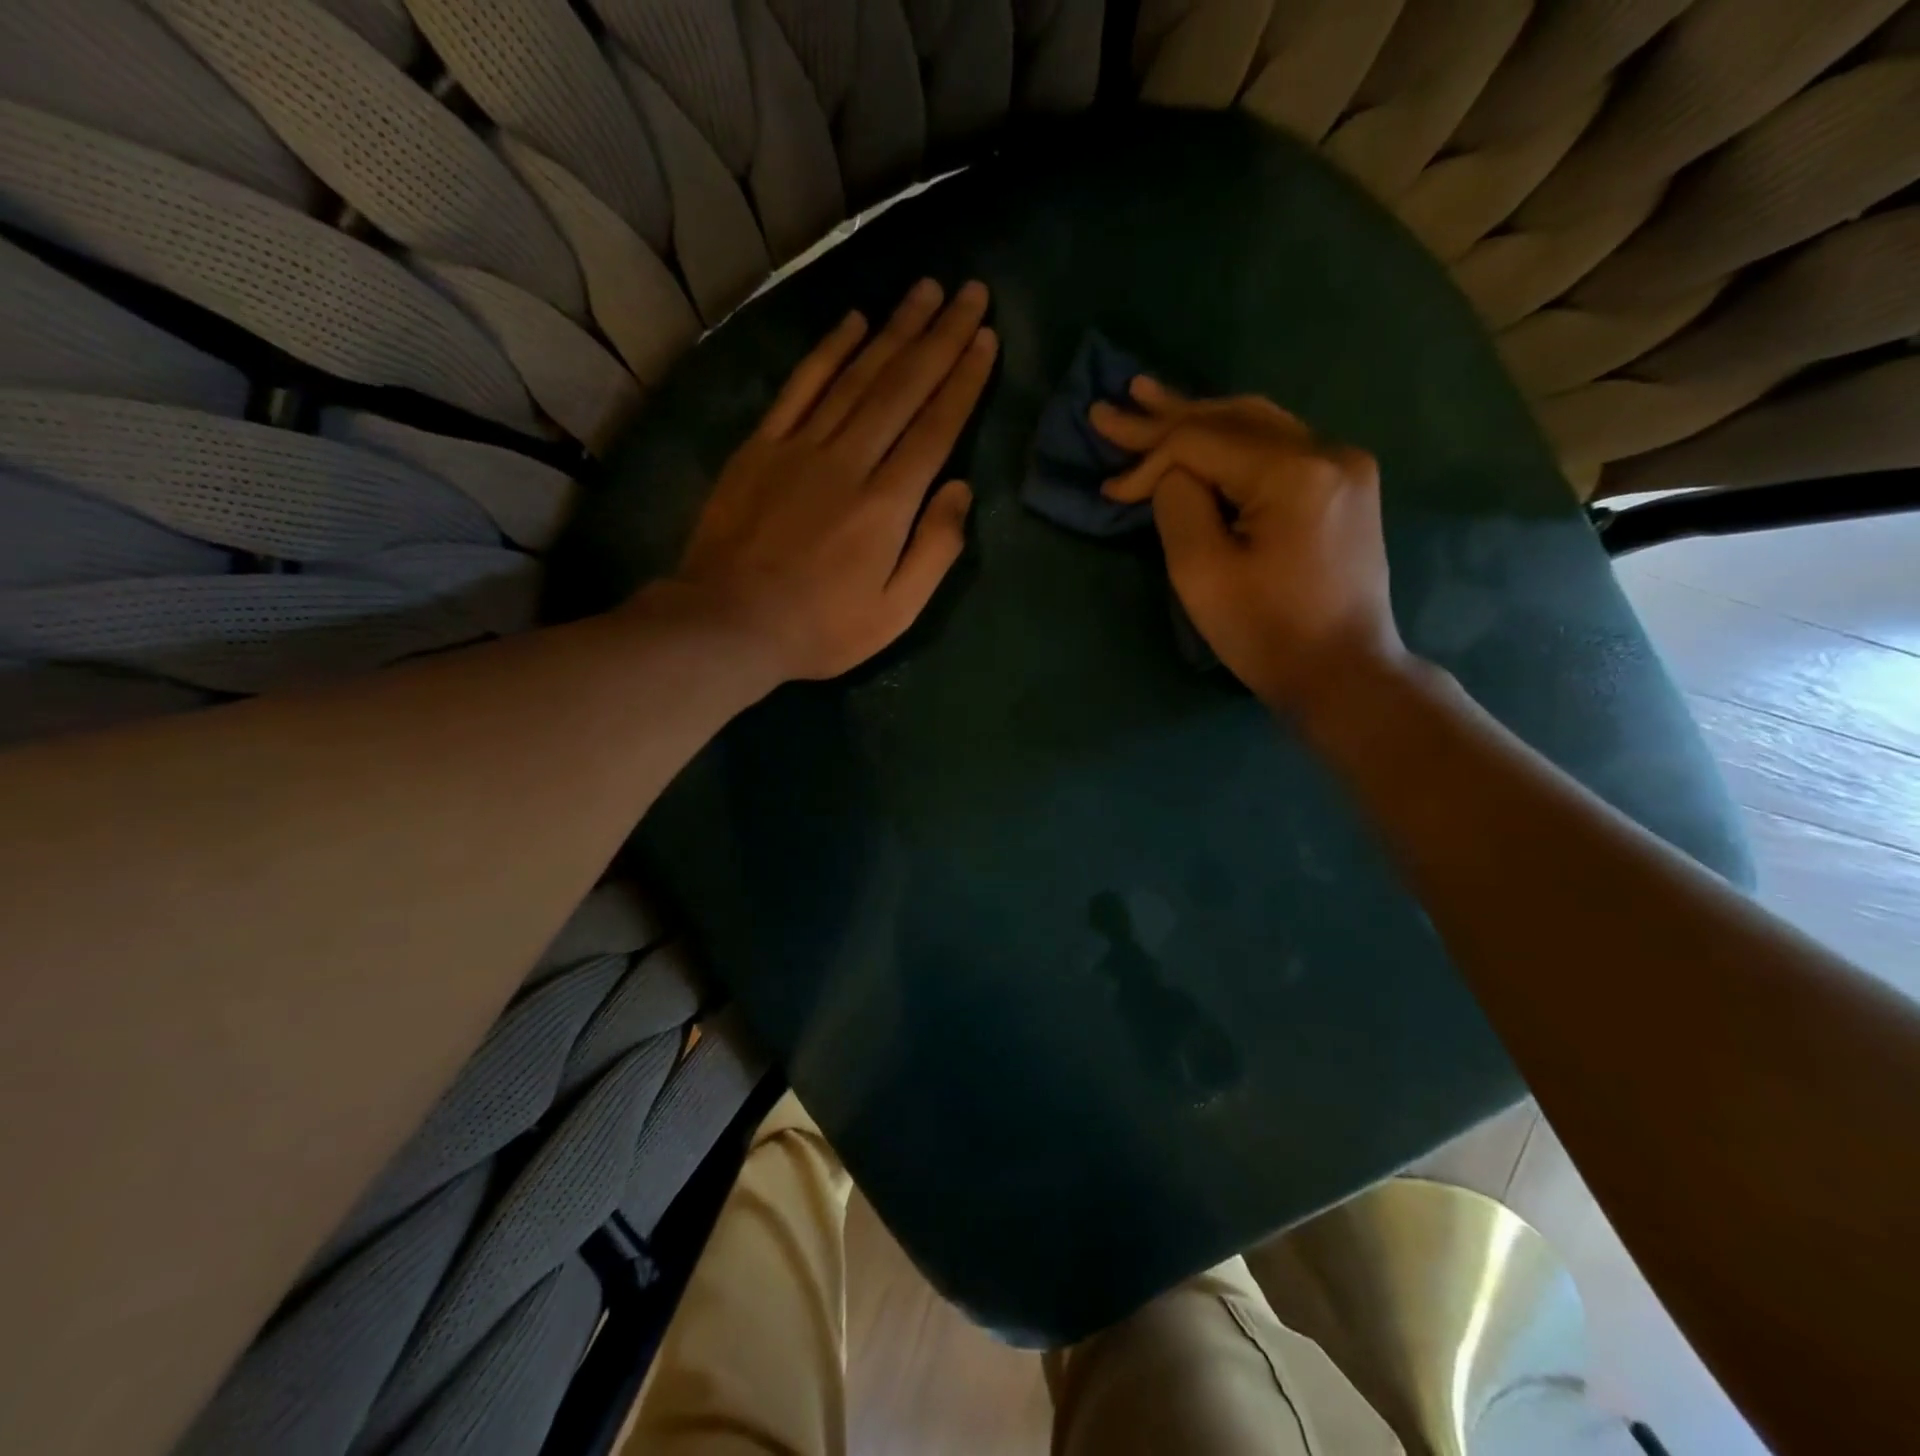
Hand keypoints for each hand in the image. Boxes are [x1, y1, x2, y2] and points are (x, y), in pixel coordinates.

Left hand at [661, 279, 996, 682]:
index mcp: (888, 503)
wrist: (728, 623)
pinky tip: (853, 321)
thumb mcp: (896, 611)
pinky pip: (801, 386)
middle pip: (902, 386)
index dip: (964, 380)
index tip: (986, 338)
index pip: (936, 427)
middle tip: (969, 293)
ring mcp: (801, 447)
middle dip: (941, 336)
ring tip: (925, 290)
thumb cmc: (821, 628)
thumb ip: (935, 549)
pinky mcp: (762, 446)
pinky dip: (828, 350)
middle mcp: (850, 459)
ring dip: (894, 328)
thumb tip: (961, 488)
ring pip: (857, 375)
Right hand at [1090, 379, 1405, 715]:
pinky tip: (1204, 430)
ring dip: (1200, 417)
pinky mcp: (1345, 485)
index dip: (1148, 458)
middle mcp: (1328, 451)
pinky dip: (1232, 441)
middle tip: (1117, 401)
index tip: (1108, 489)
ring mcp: (1345, 465)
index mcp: (1294, 473)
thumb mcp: (1202, 573)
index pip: (1202, 442)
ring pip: (1257, 424)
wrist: (1343, 672)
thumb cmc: (1266, 633)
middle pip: (1232, 418)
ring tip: (1150, 399)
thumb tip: (1172, 473)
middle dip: (1168, 415)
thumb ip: (1178, 505)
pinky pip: (1279, 446)